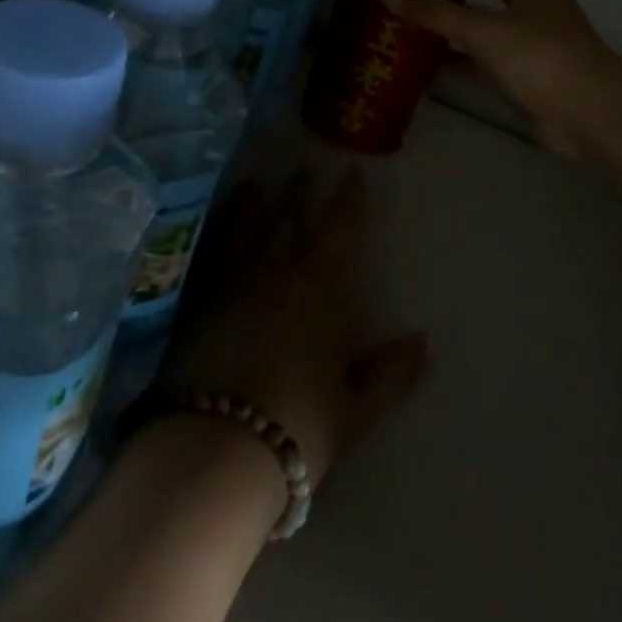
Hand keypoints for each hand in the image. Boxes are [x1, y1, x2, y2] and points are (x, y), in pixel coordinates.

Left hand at [162, 170, 428, 489]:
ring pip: (247, 227)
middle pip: (290, 219)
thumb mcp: (355, 409)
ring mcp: (232, 281)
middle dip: (301, 193)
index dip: (348, 200)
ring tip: (258, 182)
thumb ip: (391, 373)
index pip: (339, 229)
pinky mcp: (198, 299)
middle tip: (305, 170)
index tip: (353, 173)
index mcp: (318, 288)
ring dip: (255, 202)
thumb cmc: (297, 428)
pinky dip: (217, 231)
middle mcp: (275, 271)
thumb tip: (424, 342)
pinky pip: (211, 251)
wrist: (215, 451)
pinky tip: (216, 224)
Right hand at [380, 0, 621, 160]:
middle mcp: (533, 3)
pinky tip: (428, 58)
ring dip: (453, 15)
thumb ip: (433, 11)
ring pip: (485, 17)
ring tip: (412, 14)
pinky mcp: (526, 71)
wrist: (591, 115)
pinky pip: (485, 52)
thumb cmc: (541, 59)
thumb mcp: (483, 30)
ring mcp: (531, 38)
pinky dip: (459, 52)